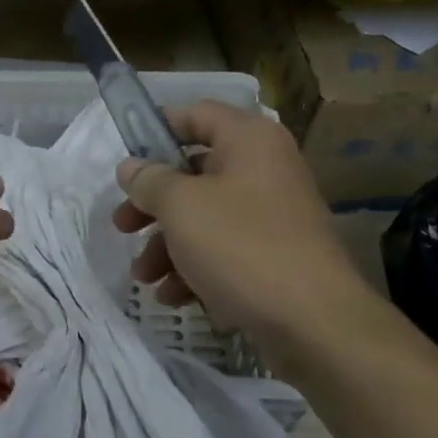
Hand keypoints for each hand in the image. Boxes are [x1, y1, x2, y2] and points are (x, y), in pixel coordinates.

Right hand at [113, 102, 384, 356]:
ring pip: (204, 217)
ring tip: (144, 276)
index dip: (156, 129)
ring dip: (167, 245)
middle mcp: (264, 169)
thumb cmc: (241, 246)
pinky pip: (224, 251)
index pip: (195, 114)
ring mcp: (273, 215)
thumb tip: (131, 168)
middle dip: (152, 204)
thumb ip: (149, 181)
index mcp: (249, 141)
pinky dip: (194, 268)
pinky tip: (173, 297)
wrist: (315, 323)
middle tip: (122, 226)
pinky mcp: (275, 257)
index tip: (125, 158)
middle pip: (193, 173)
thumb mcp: (181, 206)